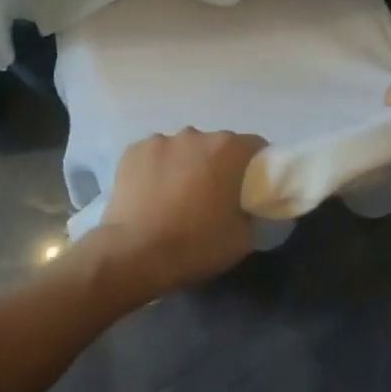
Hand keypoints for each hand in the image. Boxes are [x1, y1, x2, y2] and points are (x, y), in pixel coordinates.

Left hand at [91, 129, 265, 298]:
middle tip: (213, 196)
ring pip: (183, 149)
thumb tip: (250, 208)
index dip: (258, 166)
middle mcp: (196, 135)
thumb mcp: (242, 238)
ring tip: (176, 196)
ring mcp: (161, 140)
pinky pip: (155, 155)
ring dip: (186, 165)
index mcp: (227, 149)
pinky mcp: (133, 151)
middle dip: (218, 165)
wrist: (132, 256)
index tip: (251, 188)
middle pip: (217, 145)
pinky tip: (151, 194)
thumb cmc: (194, 245)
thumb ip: (253, 214)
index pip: (255, 146)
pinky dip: (157, 169)